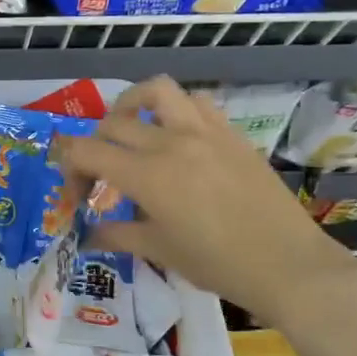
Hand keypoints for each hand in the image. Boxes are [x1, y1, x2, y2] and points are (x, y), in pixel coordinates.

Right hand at [53, 76, 356, 321]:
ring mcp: (205, 132)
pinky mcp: (231, 133)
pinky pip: (196, 103)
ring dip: (132, 105)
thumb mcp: (159, 252)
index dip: (69, 170)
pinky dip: (175, 110)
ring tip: (130, 131)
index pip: (86, 151)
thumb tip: (88, 235)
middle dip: (93, 148)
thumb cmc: (217, 264)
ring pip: (157, 91)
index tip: (78, 197)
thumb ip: (117, 235)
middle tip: (100, 180)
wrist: (286, 264)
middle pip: (113, 123)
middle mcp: (171, 142)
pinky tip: (175, 137)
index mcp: (147, 175)